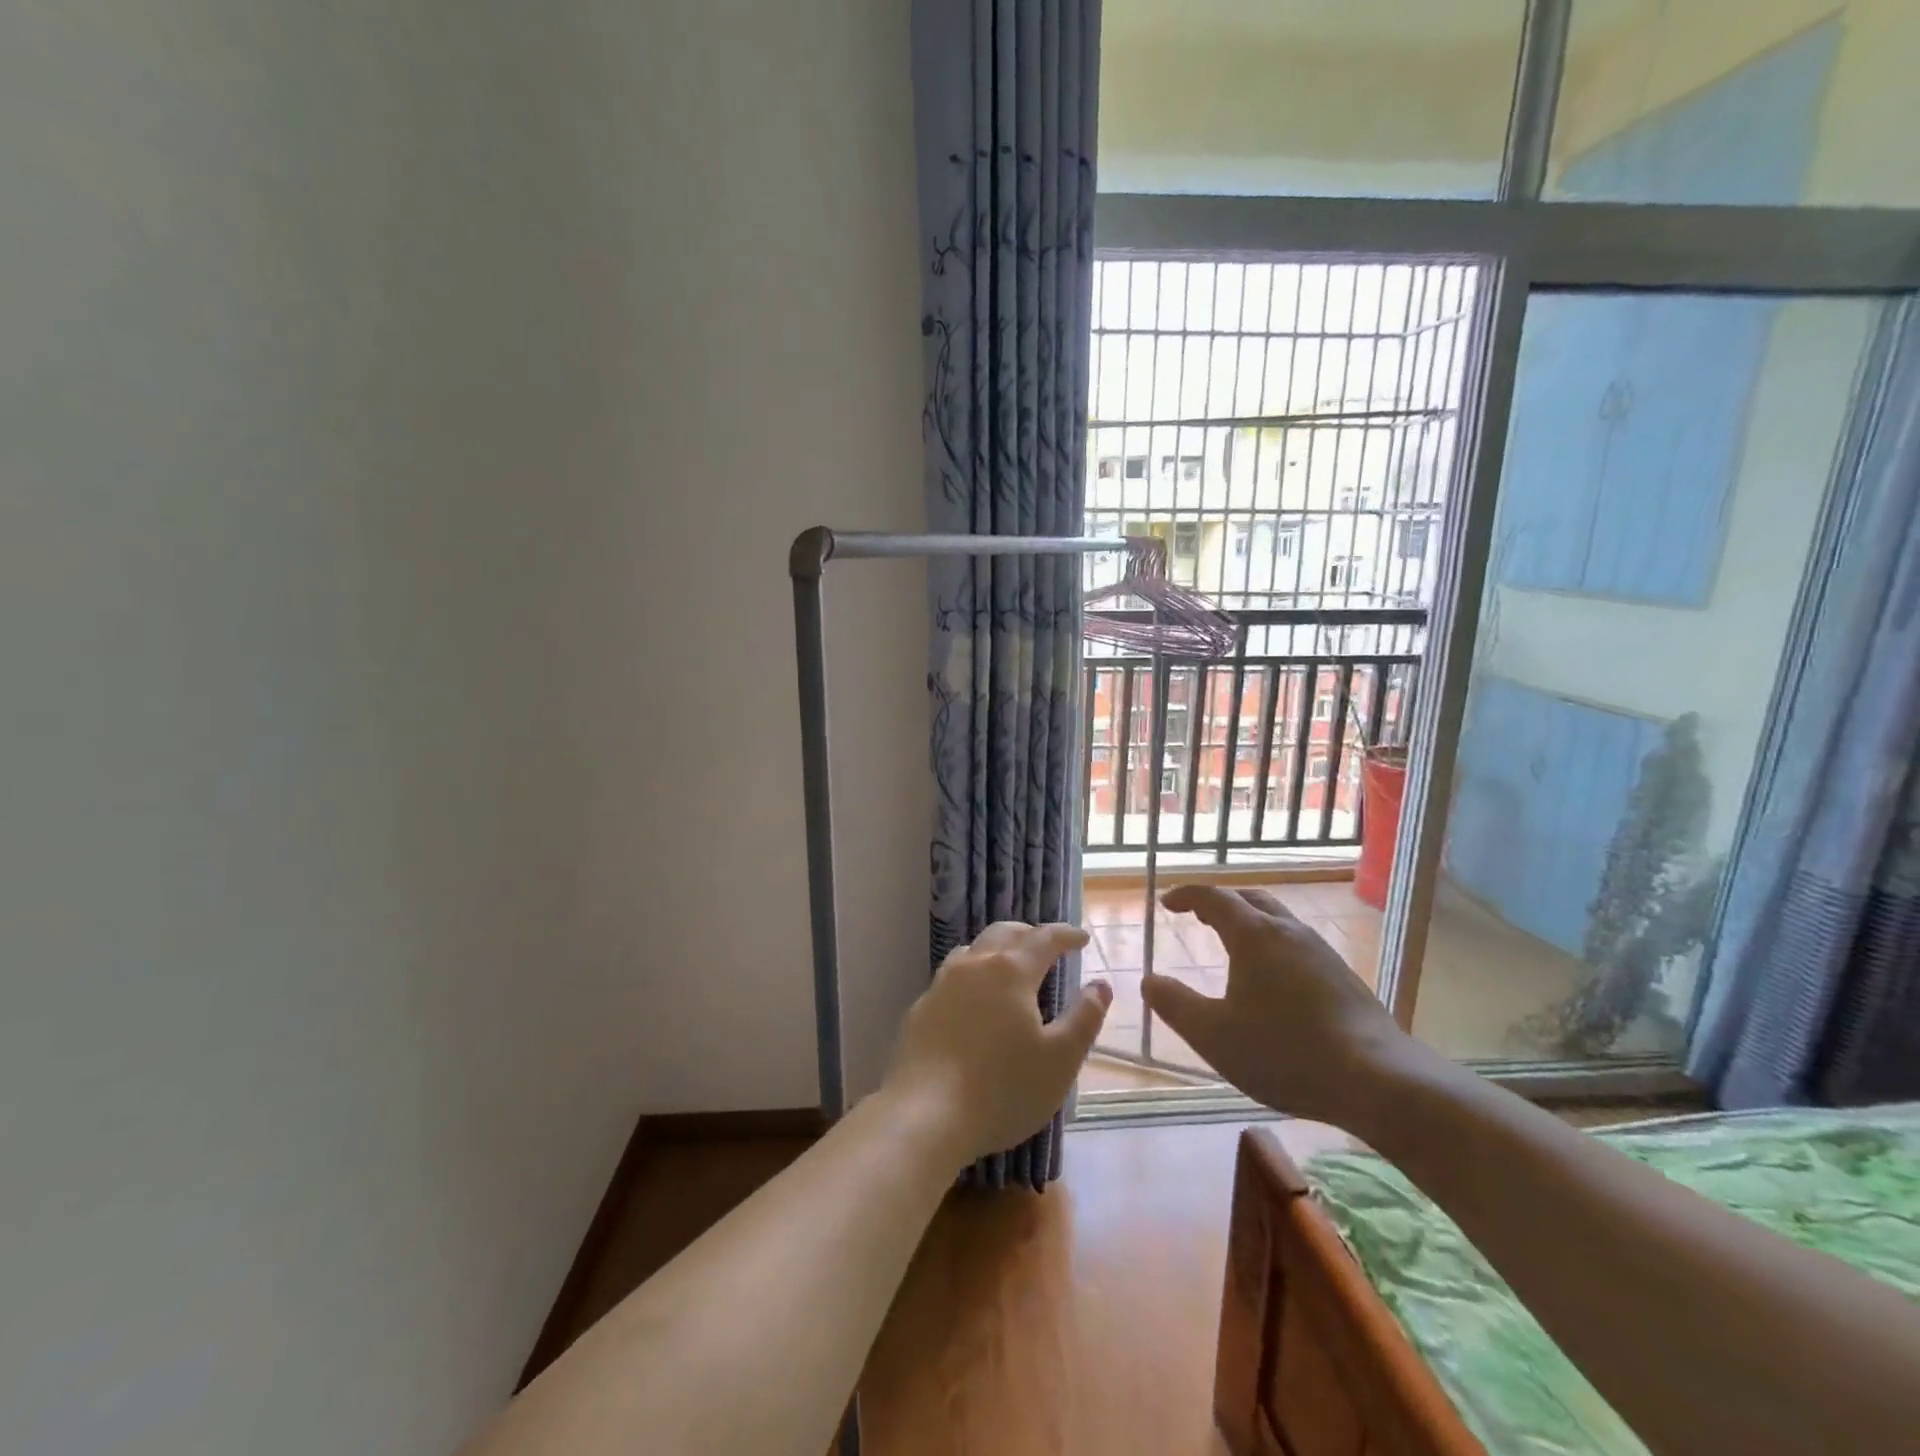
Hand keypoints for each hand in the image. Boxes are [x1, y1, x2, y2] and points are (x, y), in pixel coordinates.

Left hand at [882, 922, 1109, 1166]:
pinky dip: (972, 975)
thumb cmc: (1002, 1088)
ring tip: (1010, 964)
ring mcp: (942, 985)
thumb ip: (1084, 1018)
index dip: (1066, 935)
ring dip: (997, 948)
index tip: (1082, 938)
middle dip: (1030, 934)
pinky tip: (973, 1000)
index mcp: (1011, 971)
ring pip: (973, 950)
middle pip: (1004, 933)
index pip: (1044, 938)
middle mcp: (974, 966)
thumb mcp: (1060, 1060)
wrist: (925, 1115)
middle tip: (1047, 945)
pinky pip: (951, 976)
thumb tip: (1100, 985)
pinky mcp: (920, 1008)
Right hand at [1142, 886, 1413, 1127]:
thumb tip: (1149, 981)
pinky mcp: (1343, 977)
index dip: (1186, 895)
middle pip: (1249, 899)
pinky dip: (1272, 944)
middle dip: (1220, 902)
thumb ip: (1175, 1005)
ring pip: (1277, 920)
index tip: (1167, 903)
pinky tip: (1273, 979)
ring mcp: (1321, 952)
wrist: (1379, 1080)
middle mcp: (1288, 932)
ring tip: (1232, 944)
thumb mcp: (1213, 1035)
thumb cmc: (1285, 1052)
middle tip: (1198, 916)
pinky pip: (1297, 943)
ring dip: (1249, 921)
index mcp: (1253, 935)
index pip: (1214, 897)